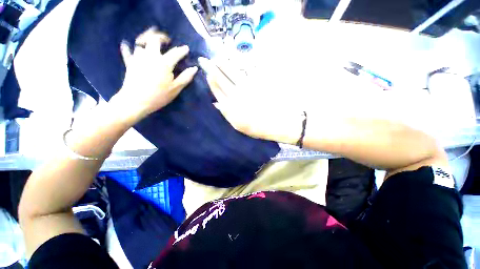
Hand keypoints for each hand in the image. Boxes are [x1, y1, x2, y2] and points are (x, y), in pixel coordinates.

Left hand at [111, 28, 197, 121]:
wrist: (136, 101)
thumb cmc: (159, 96)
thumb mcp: (175, 88)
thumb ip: (185, 77)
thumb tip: (194, 68)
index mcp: (164, 63)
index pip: (175, 53)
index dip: (182, 50)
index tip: (186, 48)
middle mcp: (151, 56)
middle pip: (154, 40)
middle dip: (161, 37)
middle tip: (166, 40)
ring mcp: (138, 58)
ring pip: (141, 44)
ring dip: (146, 42)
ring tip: (150, 44)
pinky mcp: (130, 63)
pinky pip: (127, 52)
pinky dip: (127, 48)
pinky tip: (127, 45)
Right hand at [199, 57, 303, 143]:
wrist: (276, 123)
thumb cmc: (256, 127)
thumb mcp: (238, 125)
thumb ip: (226, 113)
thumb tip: (215, 103)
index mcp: (231, 106)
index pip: (217, 90)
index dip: (211, 81)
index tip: (206, 73)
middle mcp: (237, 94)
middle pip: (222, 78)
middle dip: (212, 68)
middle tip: (205, 60)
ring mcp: (248, 87)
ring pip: (232, 72)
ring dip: (223, 64)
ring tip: (217, 58)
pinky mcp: (258, 83)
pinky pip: (247, 70)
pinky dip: (240, 65)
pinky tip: (235, 61)